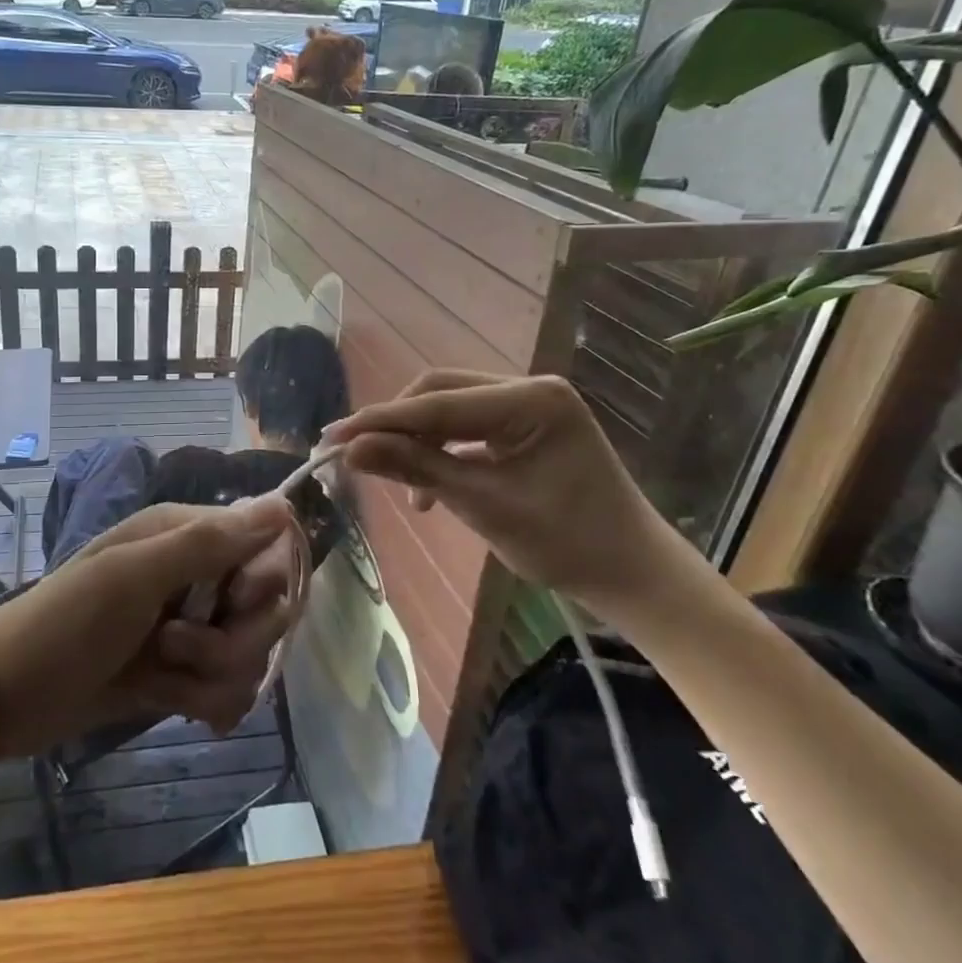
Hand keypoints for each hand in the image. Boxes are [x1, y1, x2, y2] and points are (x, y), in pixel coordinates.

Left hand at [0, 497, 299, 754]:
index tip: (235, 602)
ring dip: (211, 677)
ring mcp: (192, 628)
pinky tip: (172, 704)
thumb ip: (208, 543)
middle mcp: (197, 576)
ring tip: (160, 678)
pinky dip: (205, 702)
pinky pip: (231, 690)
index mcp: (186, 536)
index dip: (263, 581)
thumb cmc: (63, 625)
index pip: (268, 548)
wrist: (2, 699)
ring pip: (251, 656)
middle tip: (173, 647)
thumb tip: (283, 505)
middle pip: (267, 609)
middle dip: (231, 641)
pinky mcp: (184, 673)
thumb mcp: (132, 577)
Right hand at [321, 371, 711, 621]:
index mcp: (532, 400)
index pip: (438, 403)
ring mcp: (530, 404)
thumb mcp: (484, 505)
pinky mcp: (526, 424)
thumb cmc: (567, 544)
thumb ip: (416, 468)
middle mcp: (530, 388)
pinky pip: (468, 426)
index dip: (380, 420)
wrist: (632, 574)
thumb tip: (351, 449)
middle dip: (396, 424)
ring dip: (417, 439)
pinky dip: (441, 450)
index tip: (330, 437)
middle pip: (441, 392)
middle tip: (353, 454)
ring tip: (392, 477)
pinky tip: (429, 488)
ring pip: (450, 407)